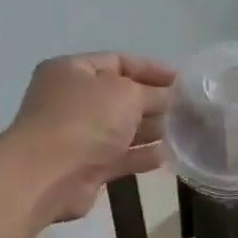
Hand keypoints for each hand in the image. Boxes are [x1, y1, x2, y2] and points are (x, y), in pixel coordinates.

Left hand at [4, 53, 175, 221]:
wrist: (48, 175)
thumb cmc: (85, 121)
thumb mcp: (126, 94)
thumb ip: (153, 93)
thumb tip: (171, 97)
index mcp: (72, 71)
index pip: (117, 62)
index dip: (151, 69)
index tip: (182, 81)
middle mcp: (72, 100)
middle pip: (120, 97)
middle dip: (154, 102)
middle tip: (188, 109)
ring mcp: (78, 135)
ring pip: (122, 129)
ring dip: (151, 130)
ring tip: (185, 132)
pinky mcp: (86, 167)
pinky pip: (120, 157)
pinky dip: (142, 155)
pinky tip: (169, 156)